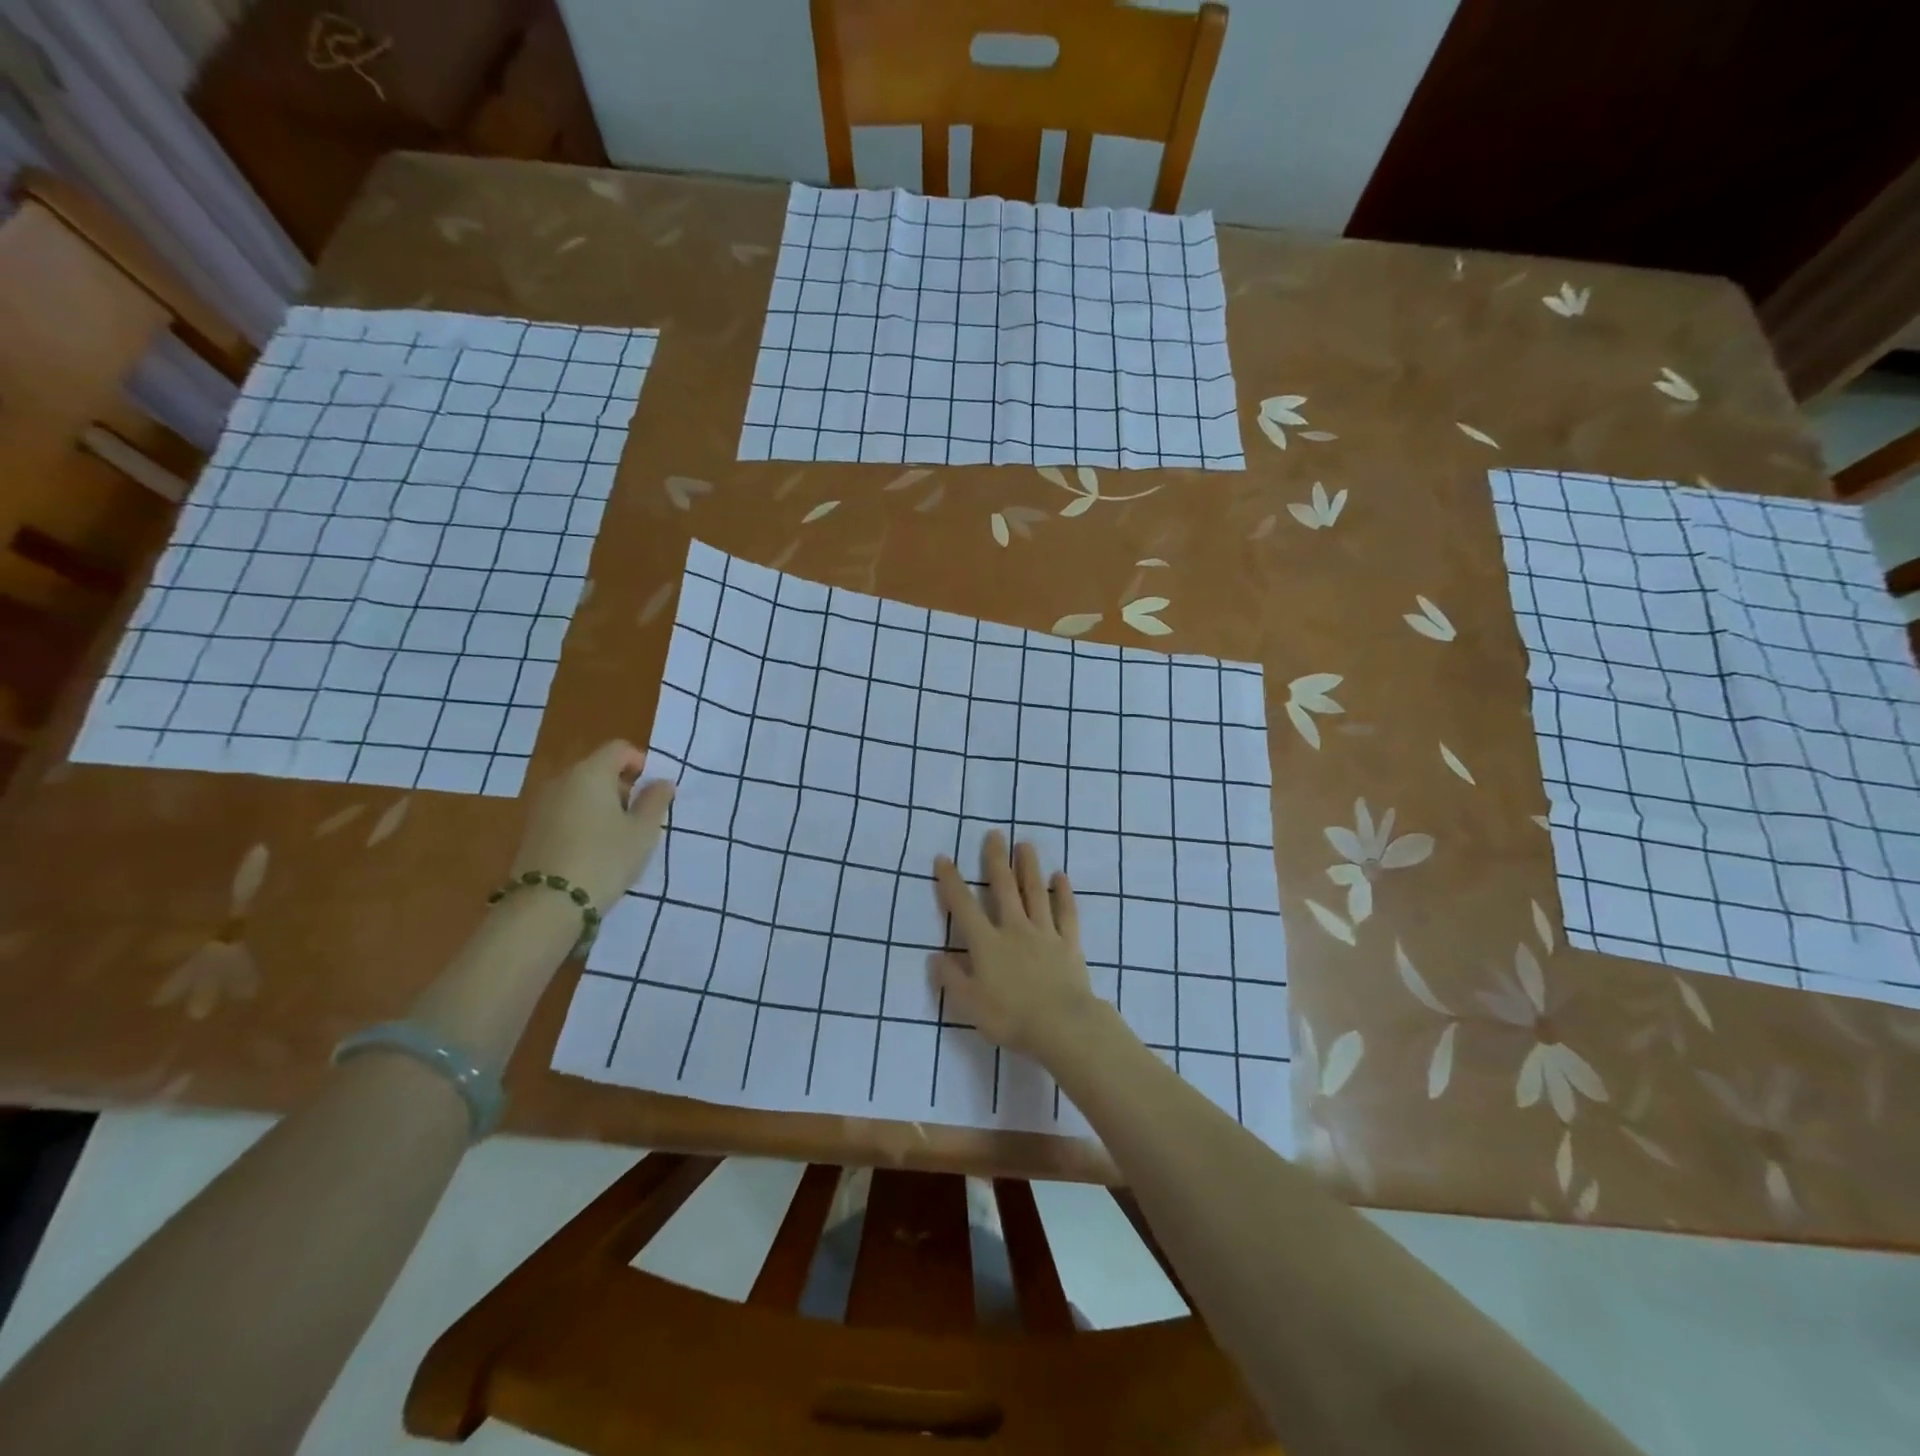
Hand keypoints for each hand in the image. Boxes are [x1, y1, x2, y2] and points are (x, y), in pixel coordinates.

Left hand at [509, 741, 674, 912]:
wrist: (548, 904)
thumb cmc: (605, 859)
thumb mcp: (643, 832)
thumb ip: (656, 801)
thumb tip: (662, 782)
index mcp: (591, 773)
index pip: (619, 749)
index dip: (641, 763)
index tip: (654, 792)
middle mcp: (562, 781)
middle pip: (599, 769)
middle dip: (623, 786)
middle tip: (640, 818)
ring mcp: (542, 805)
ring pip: (581, 792)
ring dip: (604, 805)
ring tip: (619, 838)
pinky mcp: (532, 829)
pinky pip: (566, 811)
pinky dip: (584, 820)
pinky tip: (594, 850)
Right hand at [932, 832, 1110, 1060]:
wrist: (1062, 1026)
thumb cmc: (1010, 1018)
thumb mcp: (970, 1004)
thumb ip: (951, 978)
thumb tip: (935, 956)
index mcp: (986, 944)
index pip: (963, 907)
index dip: (951, 882)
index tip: (944, 858)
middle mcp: (1014, 929)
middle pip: (1004, 888)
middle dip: (996, 860)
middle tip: (994, 834)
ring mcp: (1044, 933)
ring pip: (1035, 893)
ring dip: (1029, 867)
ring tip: (1025, 845)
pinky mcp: (1069, 944)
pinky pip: (1066, 913)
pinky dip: (1063, 894)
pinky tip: (1061, 877)